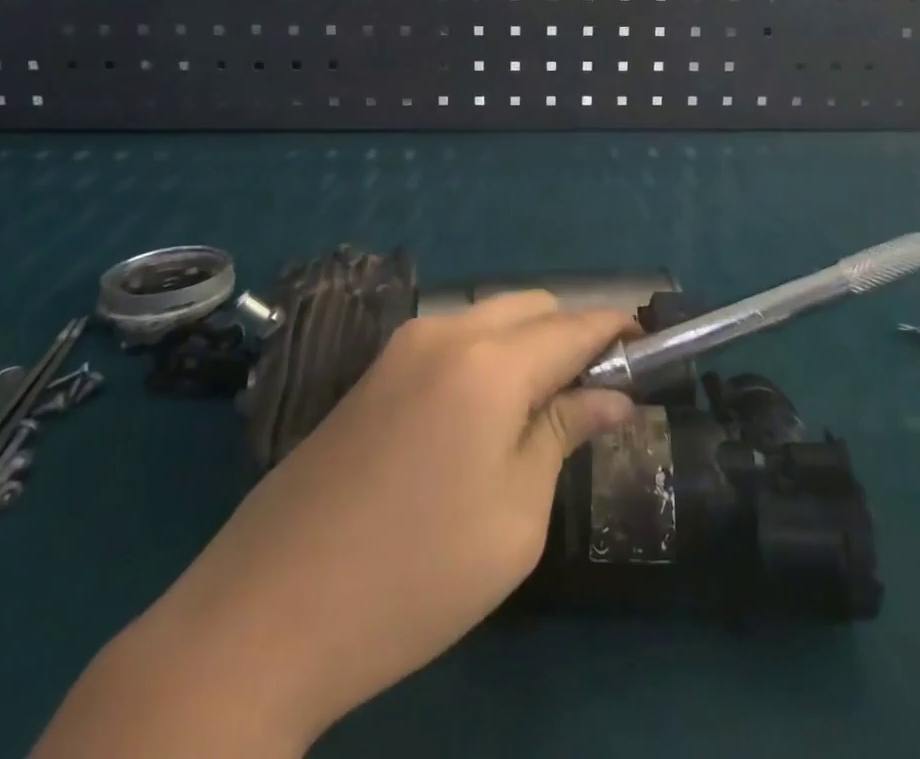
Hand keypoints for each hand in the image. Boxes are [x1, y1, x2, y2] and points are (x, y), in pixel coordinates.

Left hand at [35, 293, 634, 758]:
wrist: (266, 613)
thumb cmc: (413, 578)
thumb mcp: (515, 517)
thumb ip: (564, 433)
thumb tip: (611, 394)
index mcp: (489, 362)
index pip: (575, 325)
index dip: (619, 330)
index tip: (653, 347)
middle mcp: (445, 332)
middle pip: (532, 307)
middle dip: (573, 333)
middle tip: (598, 392)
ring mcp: (401, 346)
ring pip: (490, 317)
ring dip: (529, 342)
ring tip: (545, 407)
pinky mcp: (373, 370)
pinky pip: (452, 339)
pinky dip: (488, 354)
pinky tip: (486, 413)